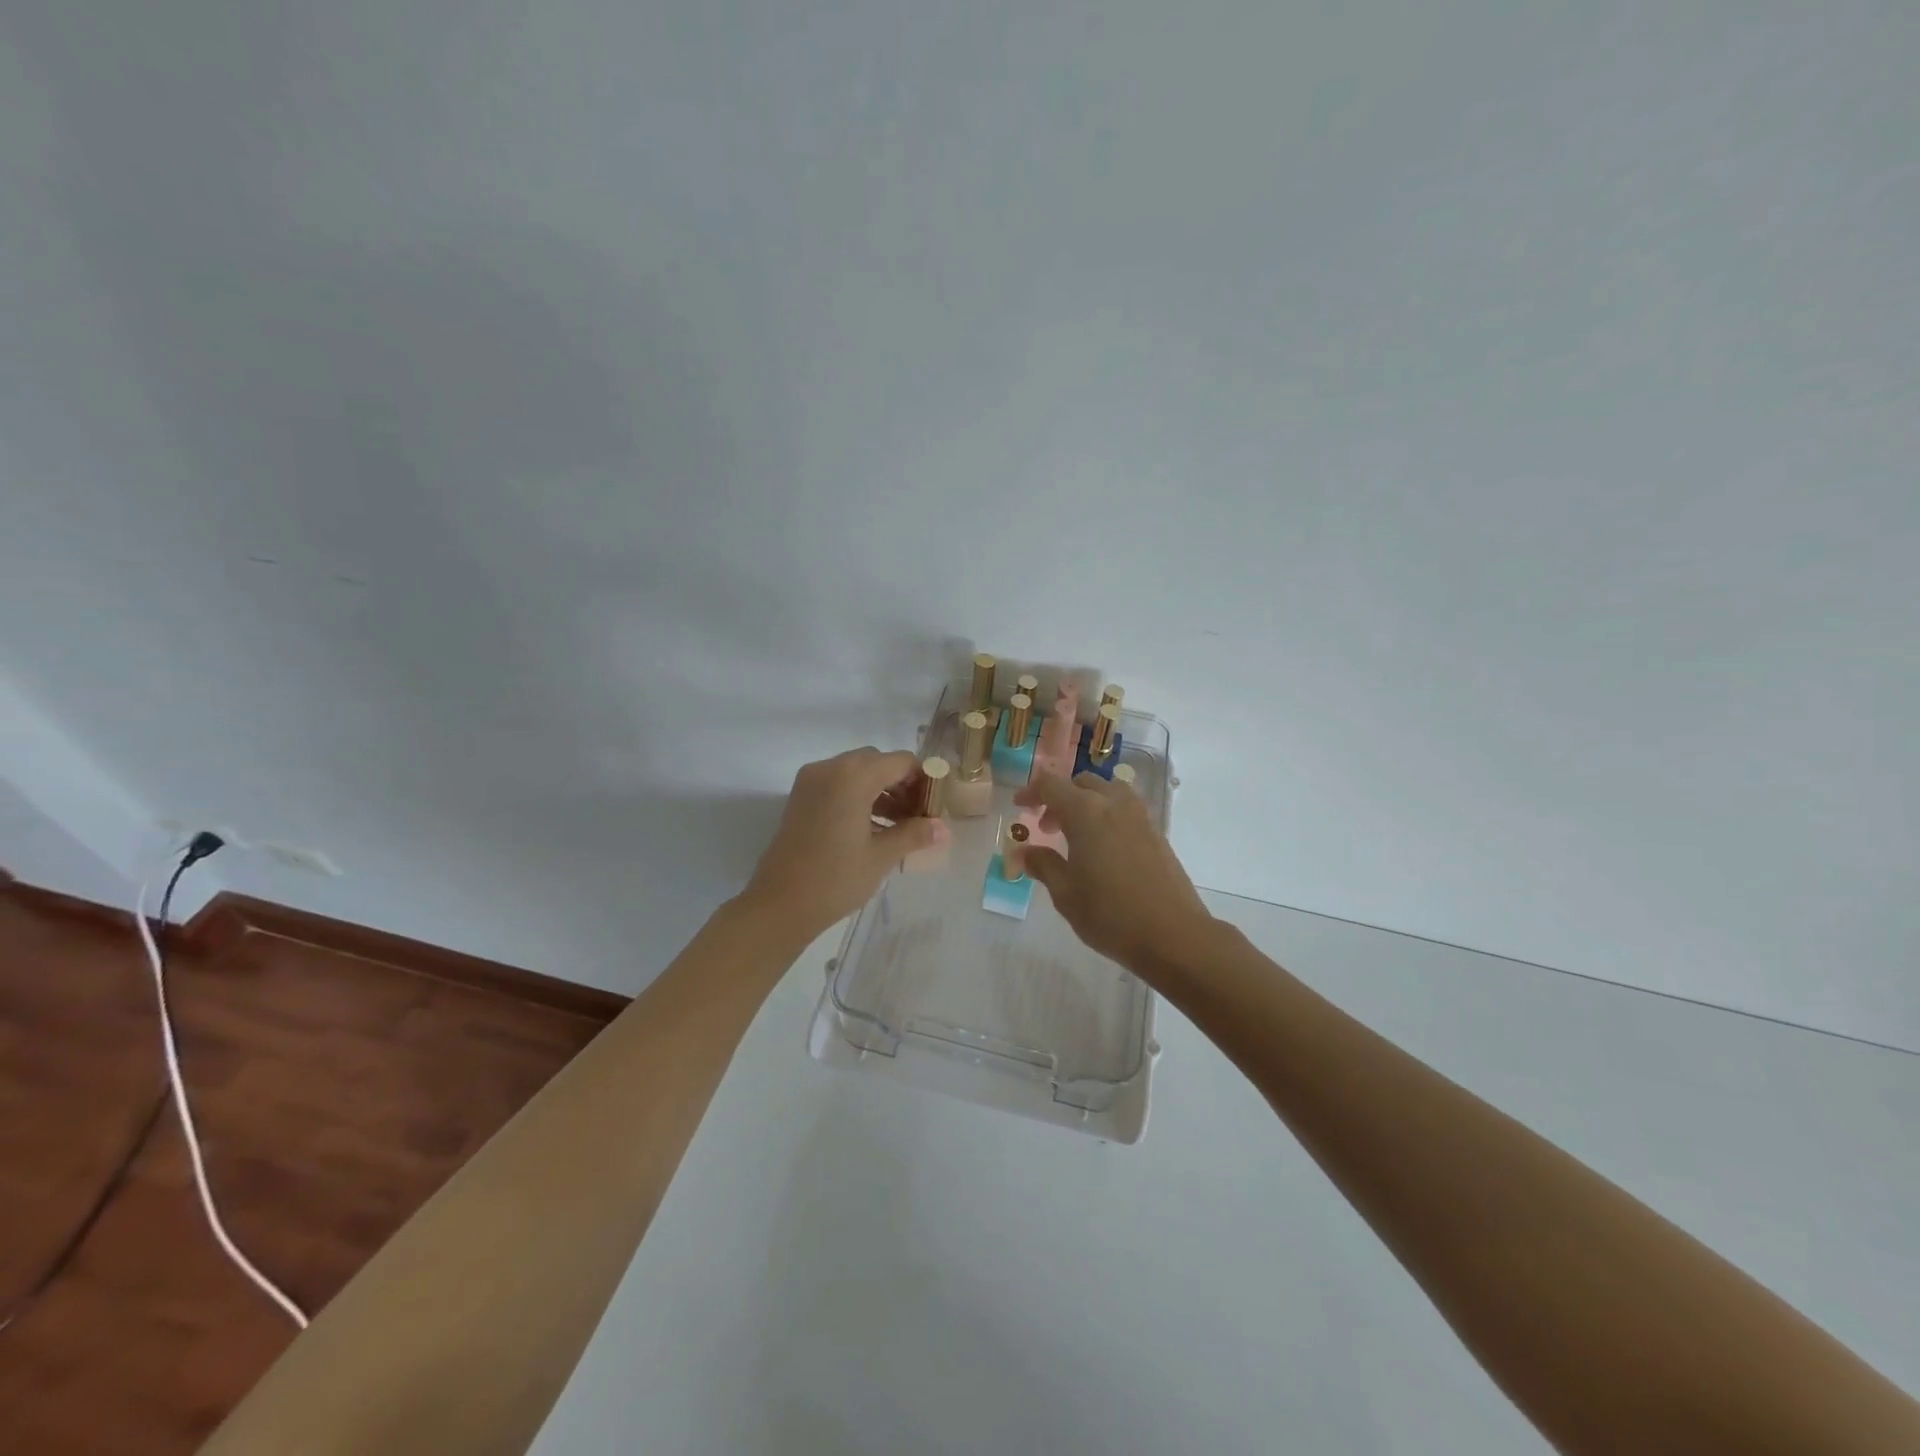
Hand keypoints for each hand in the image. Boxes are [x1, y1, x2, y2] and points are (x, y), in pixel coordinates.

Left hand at [740, 747, 948, 940]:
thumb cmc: (835, 879)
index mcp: (853, 776)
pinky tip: (875, 828)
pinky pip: (839, 785)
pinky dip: (860, 797)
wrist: (779, 905)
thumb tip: (944, 828)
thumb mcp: (881, 856)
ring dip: (882, 791)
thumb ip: (914, 834)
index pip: (901, 762)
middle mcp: (830, 768)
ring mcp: (811, 782)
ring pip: (857, 773)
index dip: (924, 779)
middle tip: (920, 816)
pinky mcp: (801, 798)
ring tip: (901, 826)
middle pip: (878, 762)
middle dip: (903, 784)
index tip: (937, 805)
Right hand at [1013, 771, 1213, 977]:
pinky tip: (1102, 848)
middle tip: (1046, 827)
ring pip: (1107, 791)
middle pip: (1081, 783)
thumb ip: (1043, 865)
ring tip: (1076, 835)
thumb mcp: (1065, 893)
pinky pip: (1125, 808)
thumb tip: (1025, 852)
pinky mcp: (1156, 832)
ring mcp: (1140, 816)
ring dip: (1086, 802)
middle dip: (1059, 797)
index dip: (1031, 791)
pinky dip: (1106, 814)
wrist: (1173, 935)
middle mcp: (1114, 804)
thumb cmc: (1110, 914)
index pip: (1051, 785)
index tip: (1019, 806)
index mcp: (1086, 812)